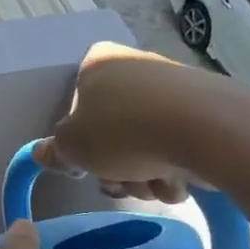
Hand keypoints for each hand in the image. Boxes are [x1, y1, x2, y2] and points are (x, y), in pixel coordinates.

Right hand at [33, 41, 249, 202]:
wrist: (206, 130)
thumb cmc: (123, 131)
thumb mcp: (72, 146)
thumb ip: (55, 150)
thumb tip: (43, 153)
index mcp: (98, 63)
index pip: (76, 103)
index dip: (79, 140)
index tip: (86, 163)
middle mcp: (134, 68)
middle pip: (111, 131)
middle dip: (114, 168)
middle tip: (119, 183)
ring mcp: (173, 89)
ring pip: (143, 145)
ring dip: (143, 176)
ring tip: (153, 184)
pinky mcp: (204, 112)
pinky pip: (176, 148)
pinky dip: (173, 170)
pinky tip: (178, 182)